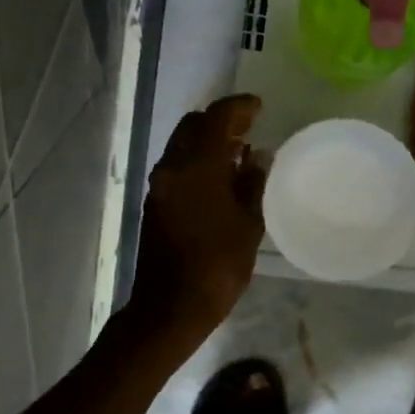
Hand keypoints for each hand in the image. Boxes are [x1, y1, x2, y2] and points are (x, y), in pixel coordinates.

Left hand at [128, 94, 267, 345]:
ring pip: (182, 145)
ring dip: (207, 141)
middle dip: (220, 121)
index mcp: (197, 167)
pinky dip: (197, 159)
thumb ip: (253, 183)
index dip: (239, 108)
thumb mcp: (248, 224)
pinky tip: (220, 176)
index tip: (258, 107)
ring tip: (239, 152)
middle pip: (193, 126)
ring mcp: (159, 185)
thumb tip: (259, 155)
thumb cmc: (217, 266)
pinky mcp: (155, 202)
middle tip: (250, 128)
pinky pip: (177, 165)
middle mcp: (172, 167)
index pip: (216, 119)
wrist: (170, 306)